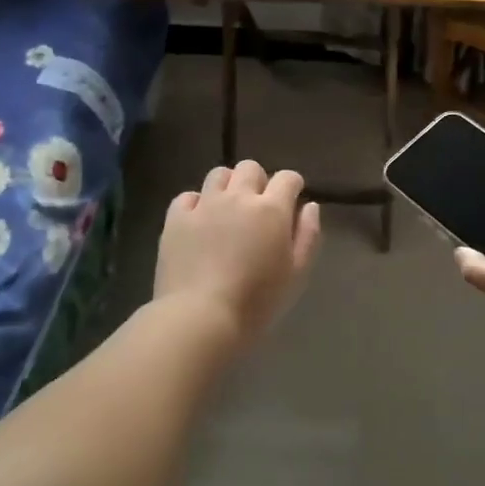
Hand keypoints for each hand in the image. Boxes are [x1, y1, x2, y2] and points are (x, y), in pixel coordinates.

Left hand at [154, 160, 321, 351]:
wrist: (200, 317)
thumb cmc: (257, 301)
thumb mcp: (296, 273)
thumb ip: (308, 235)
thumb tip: (309, 206)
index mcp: (271, 209)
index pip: (287, 178)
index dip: (292, 186)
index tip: (291, 201)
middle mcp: (238, 197)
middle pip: (250, 168)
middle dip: (259, 181)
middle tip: (258, 207)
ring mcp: (204, 205)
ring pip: (218, 174)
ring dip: (228, 186)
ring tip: (228, 209)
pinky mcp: (176, 219)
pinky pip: (187, 196)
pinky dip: (196, 203)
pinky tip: (199, 222)